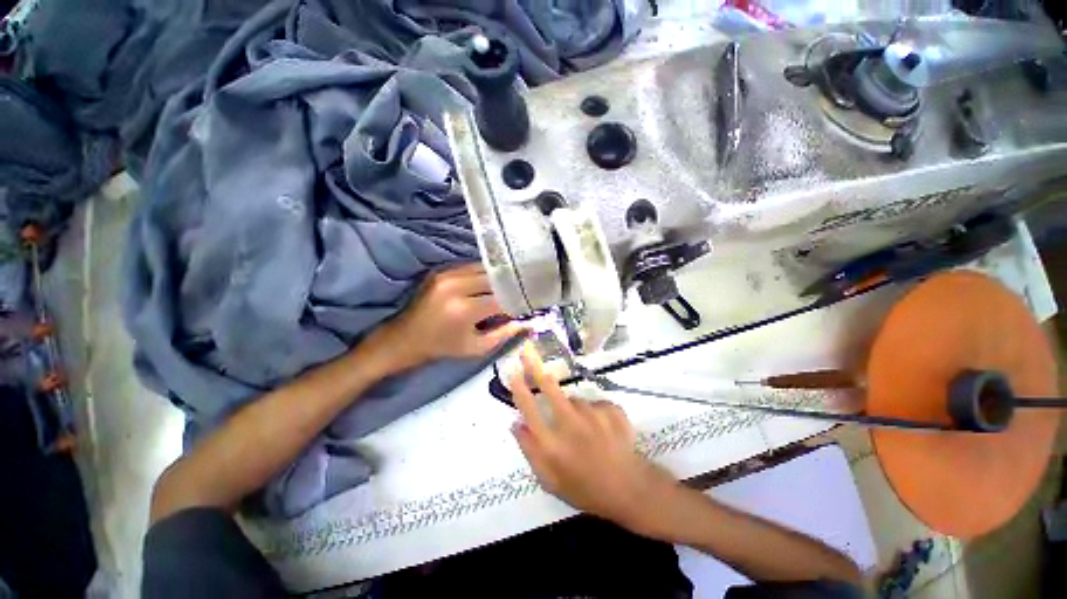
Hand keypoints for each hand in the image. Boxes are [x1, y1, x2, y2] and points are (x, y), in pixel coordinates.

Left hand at [383, 263, 525, 366]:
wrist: (404, 338)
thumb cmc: (442, 347)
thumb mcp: (476, 347)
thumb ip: (504, 334)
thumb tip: (527, 322)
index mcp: (465, 309)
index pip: (502, 299)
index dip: (517, 303)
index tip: (526, 307)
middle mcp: (456, 286)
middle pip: (495, 278)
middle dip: (509, 287)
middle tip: (519, 295)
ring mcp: (446, 274)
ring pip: (484, 268)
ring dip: (497, 278)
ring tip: (507, 287)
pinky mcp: (441, 270)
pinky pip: (471, 266)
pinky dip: (483, 274)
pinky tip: (490, 282)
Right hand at [510, 345, 676, 532]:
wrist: (630, 490)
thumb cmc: (585, 489)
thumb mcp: (550, 481)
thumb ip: (530, 451)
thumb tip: (516, 424)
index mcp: (552, 443)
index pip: (529, 409)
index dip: (519, 388)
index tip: (513, 372)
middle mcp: (571, 423)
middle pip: (549, 389)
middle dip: (536, 368)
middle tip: (528, 353)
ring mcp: (593, 414)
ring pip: (575, 400)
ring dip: (573, 408)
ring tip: (584, 430)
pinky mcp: (611, 410)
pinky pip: (595, 404)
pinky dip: (594, 413)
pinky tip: (601, 429)